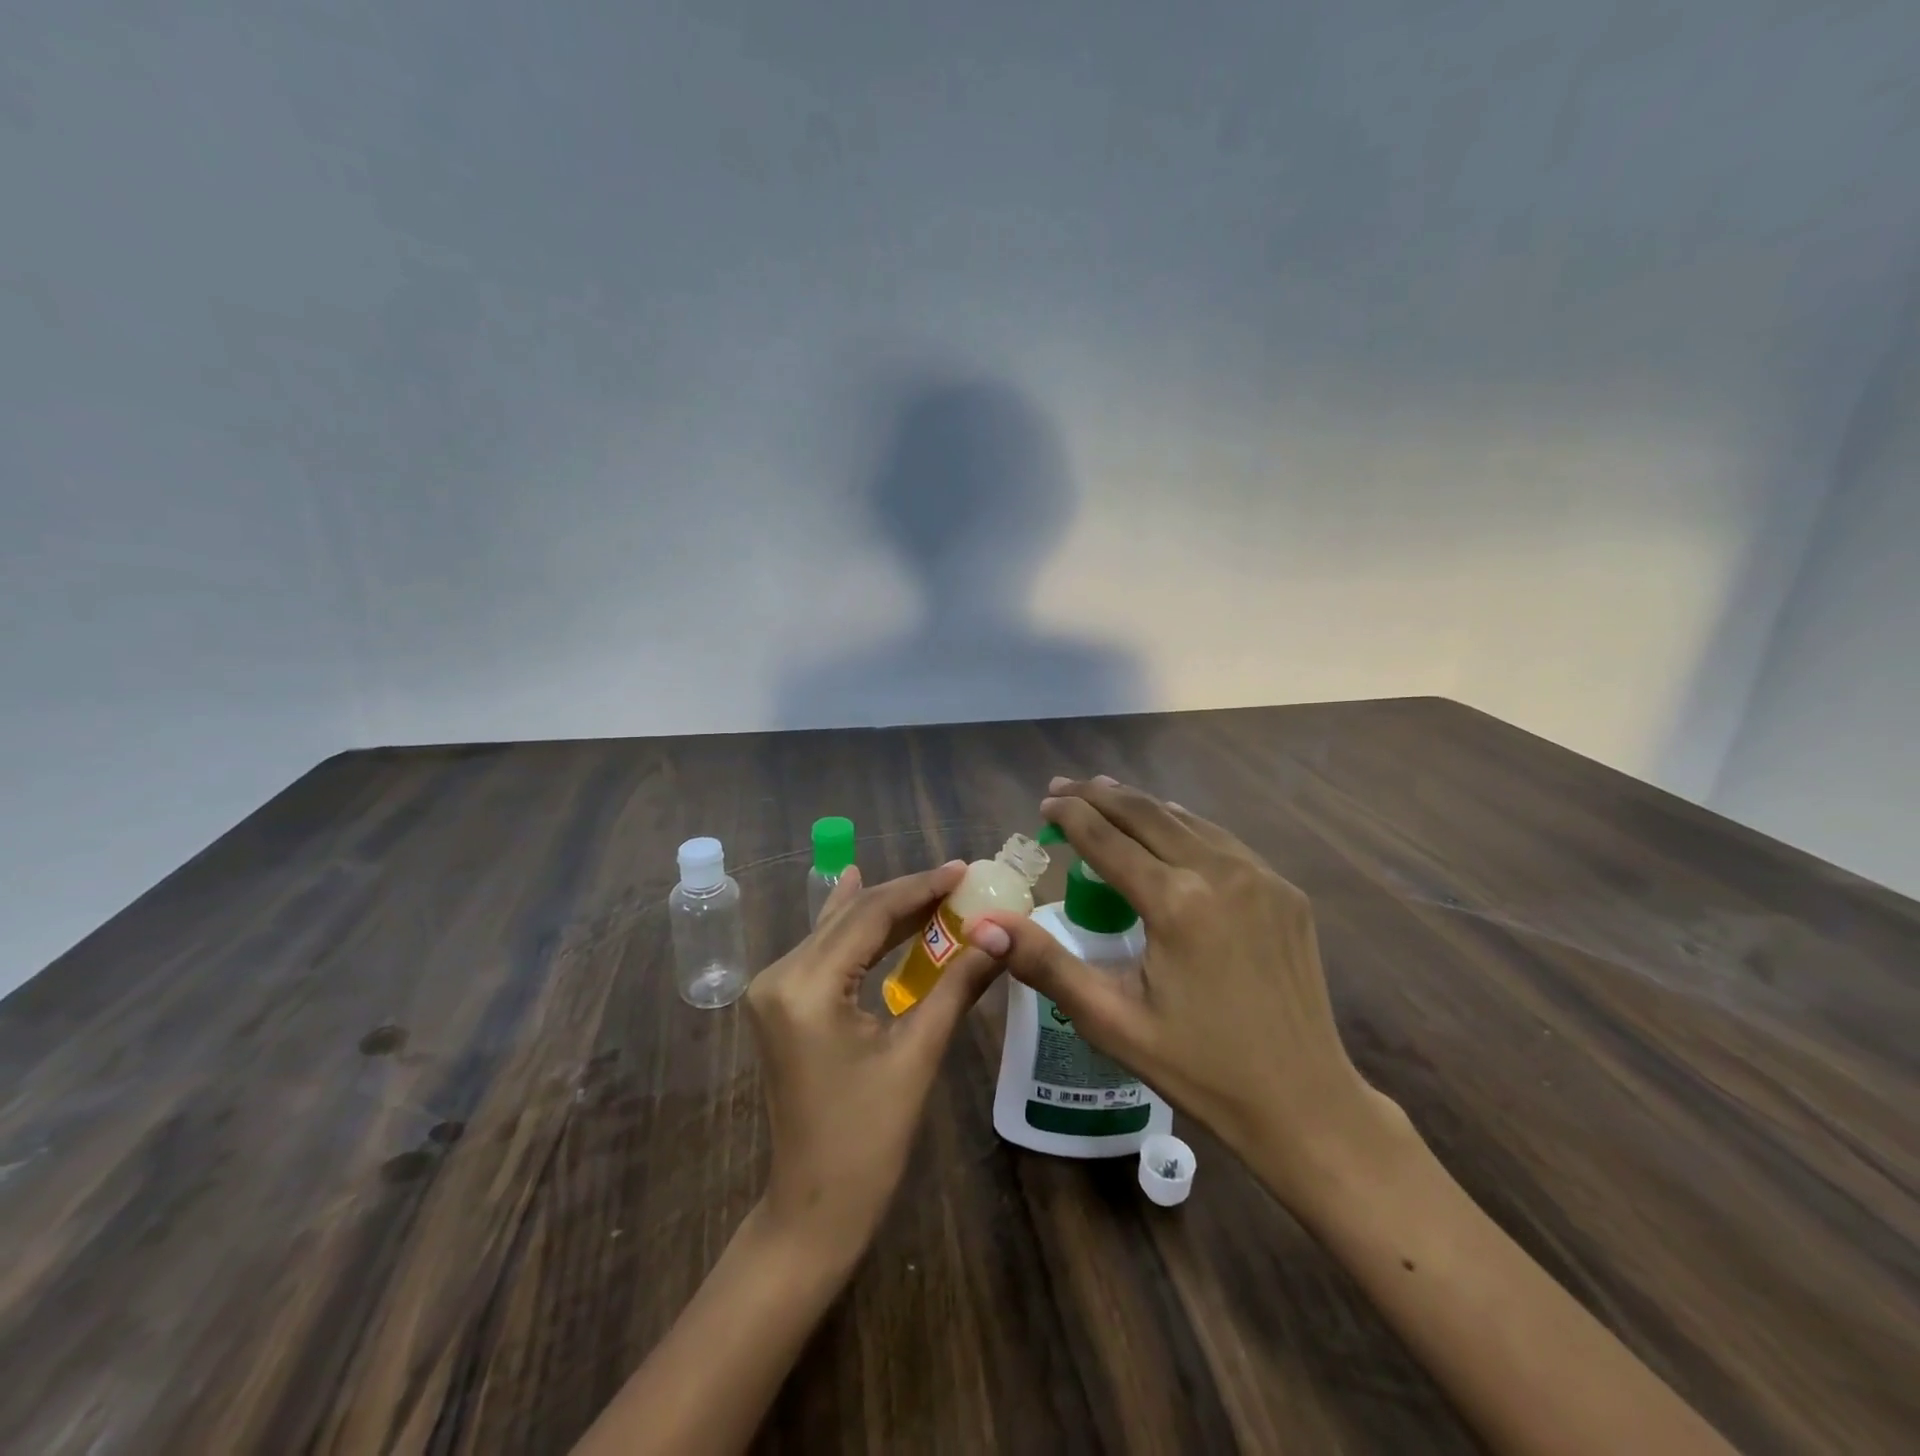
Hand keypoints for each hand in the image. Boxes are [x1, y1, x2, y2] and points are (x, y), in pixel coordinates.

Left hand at [746, 861, 998, 1271]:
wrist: (814, 1208)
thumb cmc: (869, 1139)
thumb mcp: (918, 1054)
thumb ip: (957, 984)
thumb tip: (1001, 935)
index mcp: (805, 987)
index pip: (870, 915)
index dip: (920, 887)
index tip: (963, 869)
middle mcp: (779, 975)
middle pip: (851, 917)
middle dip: (907, 896)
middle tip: (959, 880)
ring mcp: (774, 989)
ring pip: (837, 930)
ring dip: (886, 911)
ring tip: (935, 889)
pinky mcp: (781, 1002)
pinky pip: (825, 951)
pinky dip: (858, 930)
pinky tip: (861, 891)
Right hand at [967, 777, 1397, 1208]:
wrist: (1305, 1103)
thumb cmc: (1199, 1068)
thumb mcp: (1111, 1021)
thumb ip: (1046, 963)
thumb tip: (985, 924)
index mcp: (1176, 903)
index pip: (1107, 839)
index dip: (1070, 816)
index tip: (1044, 803)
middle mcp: (1220, 873)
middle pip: (1147, 814)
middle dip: (1100, 795)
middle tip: (1064, 786)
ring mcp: (1261, 878)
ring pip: (1187, 820)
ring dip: (1141, 805)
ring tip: (1105, 794)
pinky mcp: (1285, 892)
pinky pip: (1222, 841)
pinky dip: (1183, 826)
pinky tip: (1169, 829)